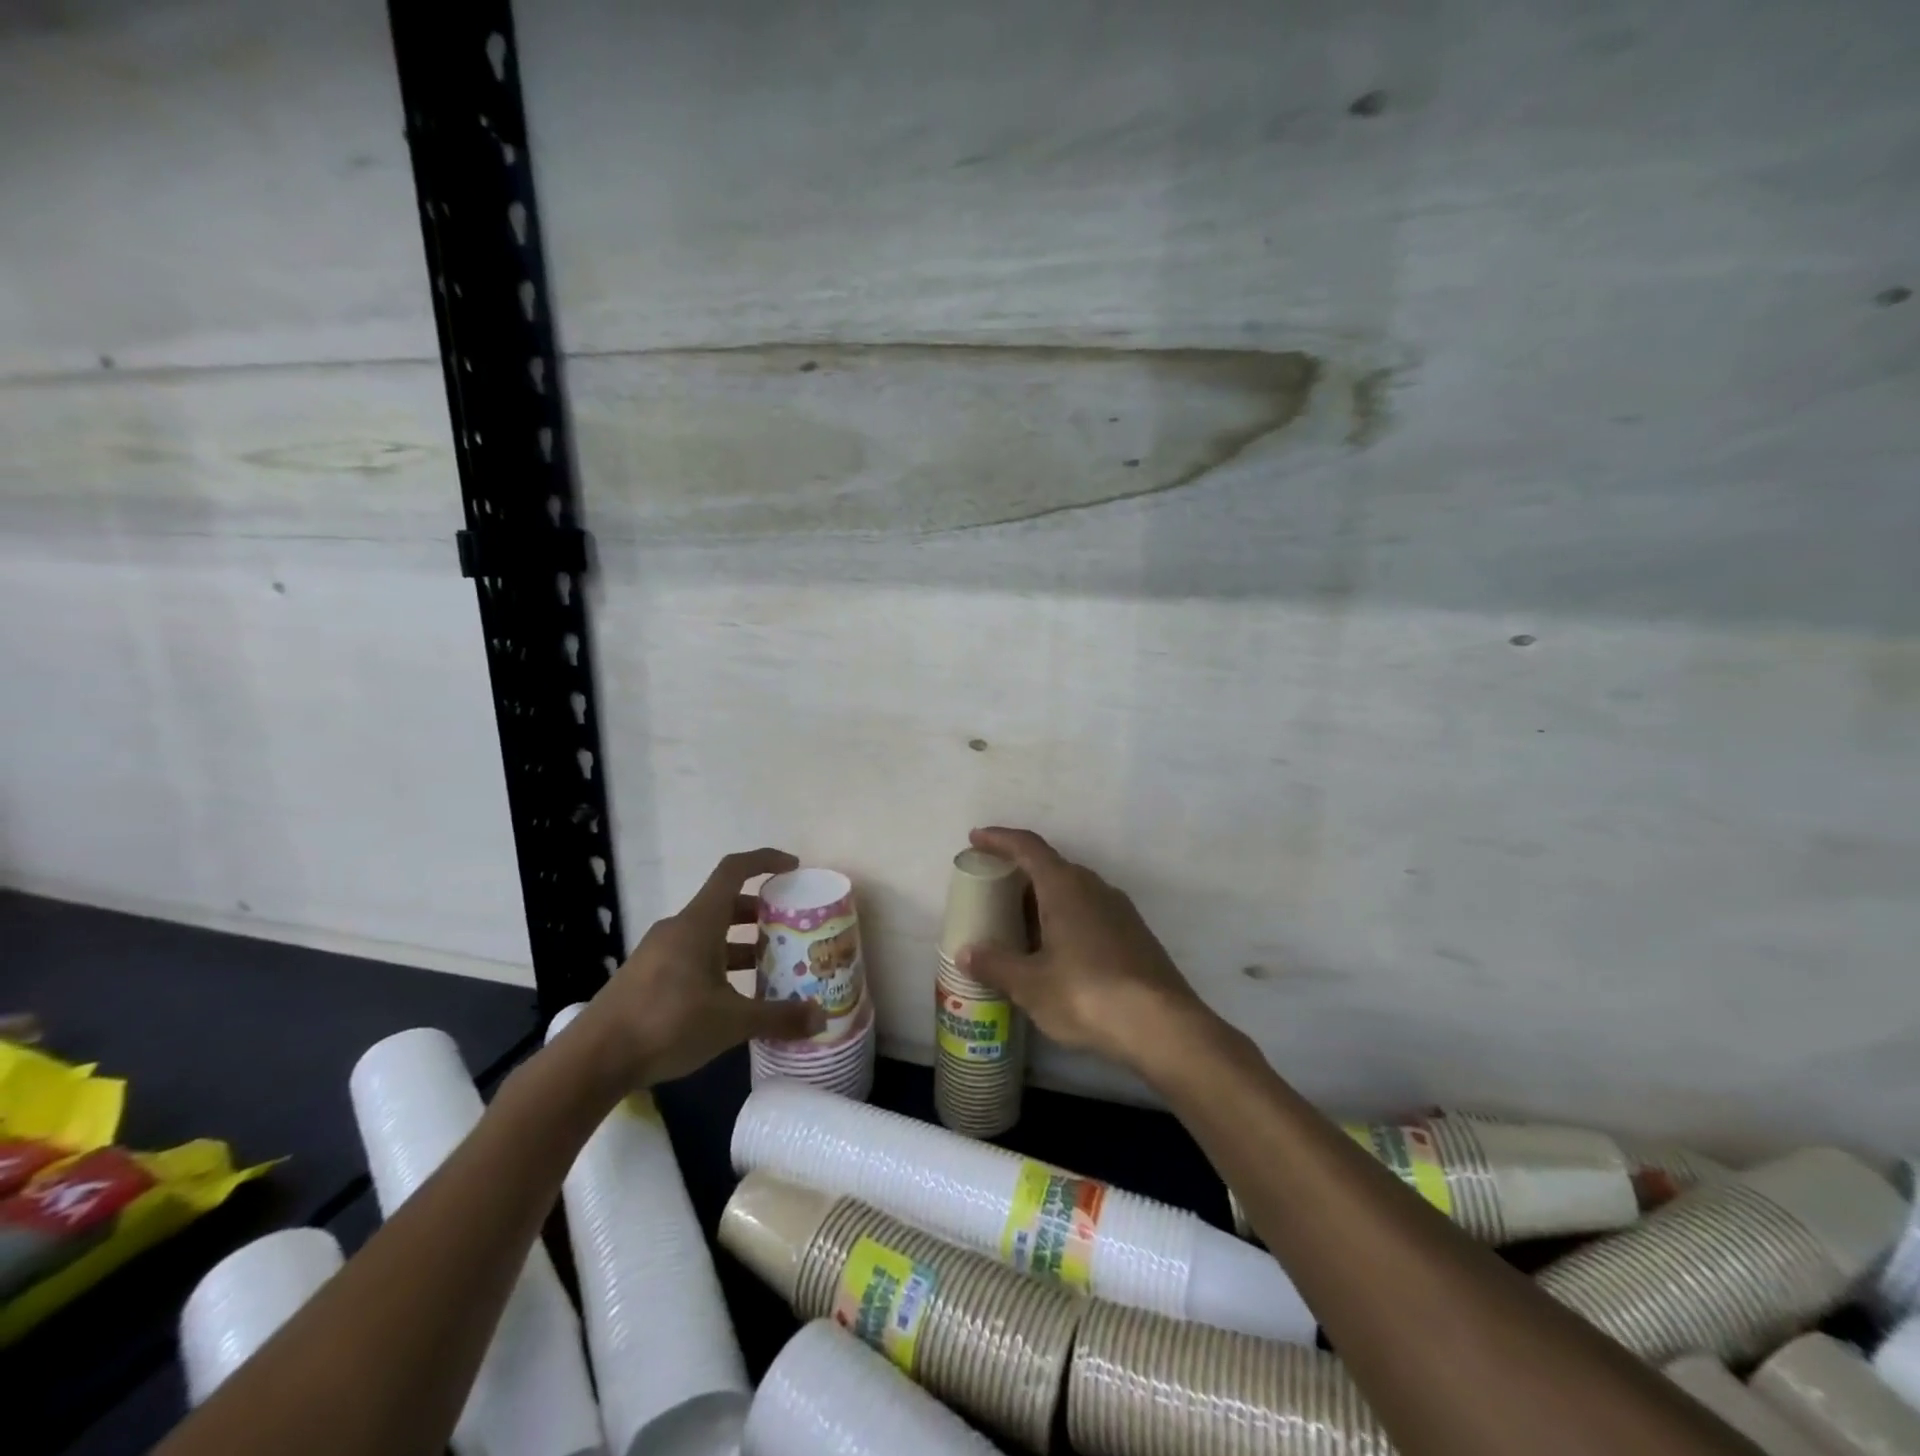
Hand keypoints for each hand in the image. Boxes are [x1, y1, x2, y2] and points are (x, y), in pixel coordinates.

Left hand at [575, 849, 824, 1087]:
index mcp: (698, 923)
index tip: (793, 868)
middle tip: (789, 930)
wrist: (593, 1060)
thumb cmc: (666, 1024)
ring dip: (740, 944)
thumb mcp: (731, 1022)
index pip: (734, 871)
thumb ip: (778, 1017)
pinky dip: (719, 965)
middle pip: (725, 904)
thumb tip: (822, 1018)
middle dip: (760, 913)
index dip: (765, 861)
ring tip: (769, 967)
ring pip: (709, 934)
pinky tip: (733, 998)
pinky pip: (692, 956)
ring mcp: (659, 953)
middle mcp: (679, 929)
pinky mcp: (648, 977)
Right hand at [957, 827, 1214, 1072]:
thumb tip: (965, 953)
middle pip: (1050, 867)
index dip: (999, 839)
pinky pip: (1089, 913)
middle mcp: (1094, 887)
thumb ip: (995, 964)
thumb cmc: (1087, 994)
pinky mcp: (1134, 935)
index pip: (1028, 846)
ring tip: (1017, 926)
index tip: (976, 838)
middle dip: (1019, 875)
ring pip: (1072, 892)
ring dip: (1043, 901)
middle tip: (991, 892)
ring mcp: (1119, 910)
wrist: (1163, 1026)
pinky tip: (1054, 952)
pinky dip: (1064, 920)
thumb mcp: (1030, 985)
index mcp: (1065, 886)